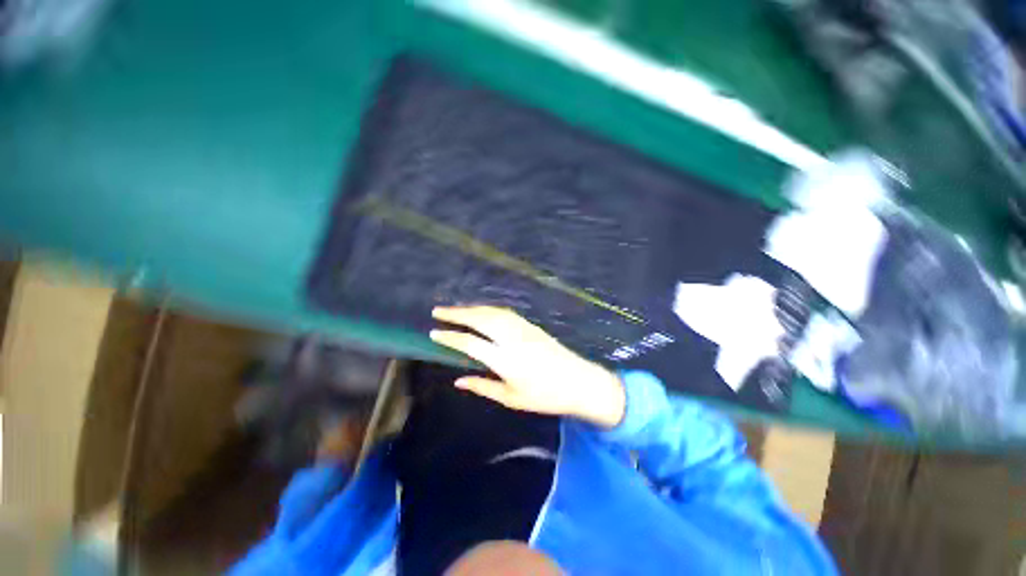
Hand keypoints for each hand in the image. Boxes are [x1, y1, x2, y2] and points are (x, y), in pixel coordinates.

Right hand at [430, 306, 625, 428]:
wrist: (579, 381)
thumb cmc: (545, 396)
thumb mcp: (512, 398)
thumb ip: (483, 386)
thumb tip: (458, 380)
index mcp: (505, 360)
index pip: (470, 342)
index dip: (450, 336)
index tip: (434, 332)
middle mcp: (512, 338)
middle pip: (480, 319)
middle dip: (457, 313)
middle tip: (438, 311)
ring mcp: (523, 328)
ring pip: (492, 312)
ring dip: (472, 308)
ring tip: (456, 310)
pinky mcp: (531, 325)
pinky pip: (504, 312)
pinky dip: (488, 309)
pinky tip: (482, 312)